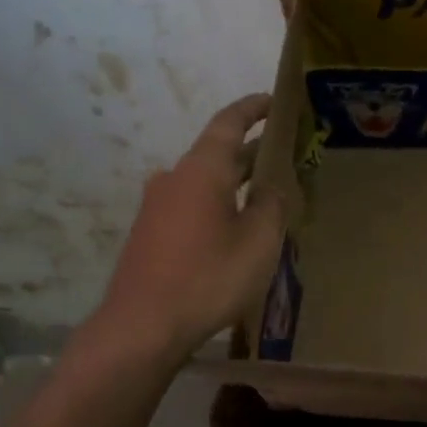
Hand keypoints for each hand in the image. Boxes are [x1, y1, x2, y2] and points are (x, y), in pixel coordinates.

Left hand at [94, 95, 286, 364]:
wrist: (142, 326)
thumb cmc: (208, 278)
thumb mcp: (258, 243)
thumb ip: (272, 207)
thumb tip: (273, 188)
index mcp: (202, 170)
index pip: (229, 123)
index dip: (253, 108)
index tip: (273, 100)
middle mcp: (174, 178)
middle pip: (217, 154)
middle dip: (251, 151)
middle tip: (284, 154)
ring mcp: (156, 207)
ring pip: (204, 183)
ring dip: (234, 183)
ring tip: (265, 195)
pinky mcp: (149, 234)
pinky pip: (191, 207)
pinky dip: (217, 206)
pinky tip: (234, 229)